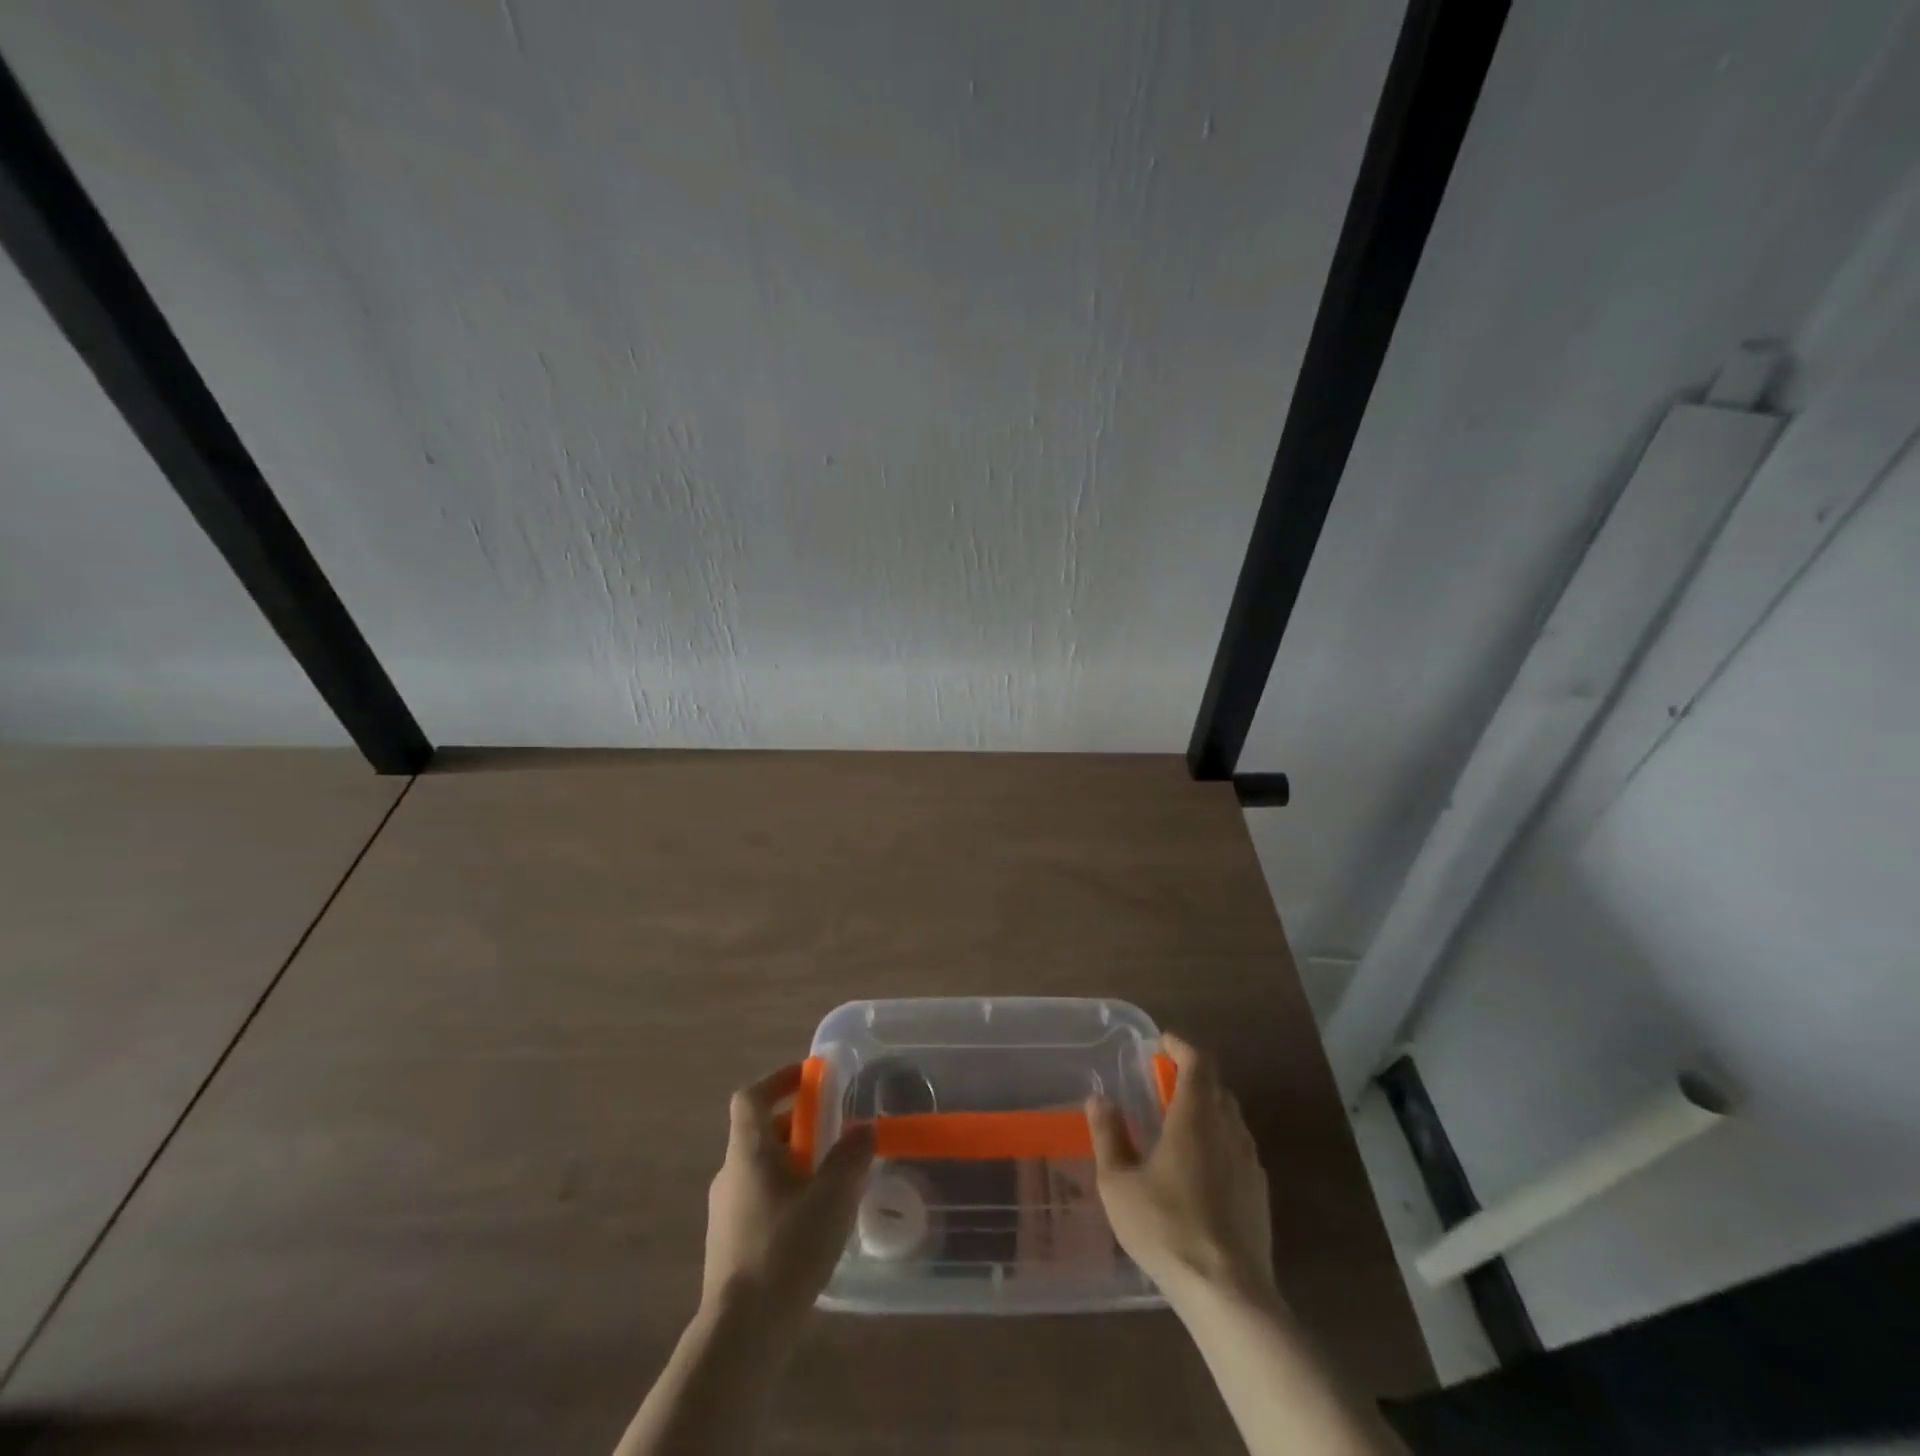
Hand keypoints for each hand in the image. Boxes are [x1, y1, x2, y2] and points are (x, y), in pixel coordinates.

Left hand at [703, 1063, 874, 1334]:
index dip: (778, 1079)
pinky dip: (785, 1192)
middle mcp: (730, 1174)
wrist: (740, 1334)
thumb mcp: (832, 1198)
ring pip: (761, 1168)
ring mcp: (725, 1212)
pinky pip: (759, 1199)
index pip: (751, 1097)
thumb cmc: (786, 1250)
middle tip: (833, 1129)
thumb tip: (863, 1129)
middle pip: (759, 1131)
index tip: (809, 1078)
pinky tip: (812, 1221)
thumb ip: (850, 1157)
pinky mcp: (729, 1245)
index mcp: (748, 1152)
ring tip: (831, 1177)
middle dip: (797, 1123)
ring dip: (793, 1160)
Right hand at [1086, 1033, 1274, 1302]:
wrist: (1228, 1294)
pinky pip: (1239, 1150)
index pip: (1198, 1061)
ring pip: (1231, 1119)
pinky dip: (1220, 1143)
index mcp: (1196, 1116)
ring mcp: (1250, 1162)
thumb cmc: (1166, 1228)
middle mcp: (1229, 1129)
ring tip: (1179, 1126)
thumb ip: (1108, 1135)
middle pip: (1217, 1087)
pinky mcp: (1261, 1194)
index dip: (1181, 1046)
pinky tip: (1201, 1171)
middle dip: (1192, 1077)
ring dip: (1207, 1110)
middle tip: (1163, 1084)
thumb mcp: (1119, 1183)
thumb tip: (1100, 1098)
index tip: (1161, 1044)